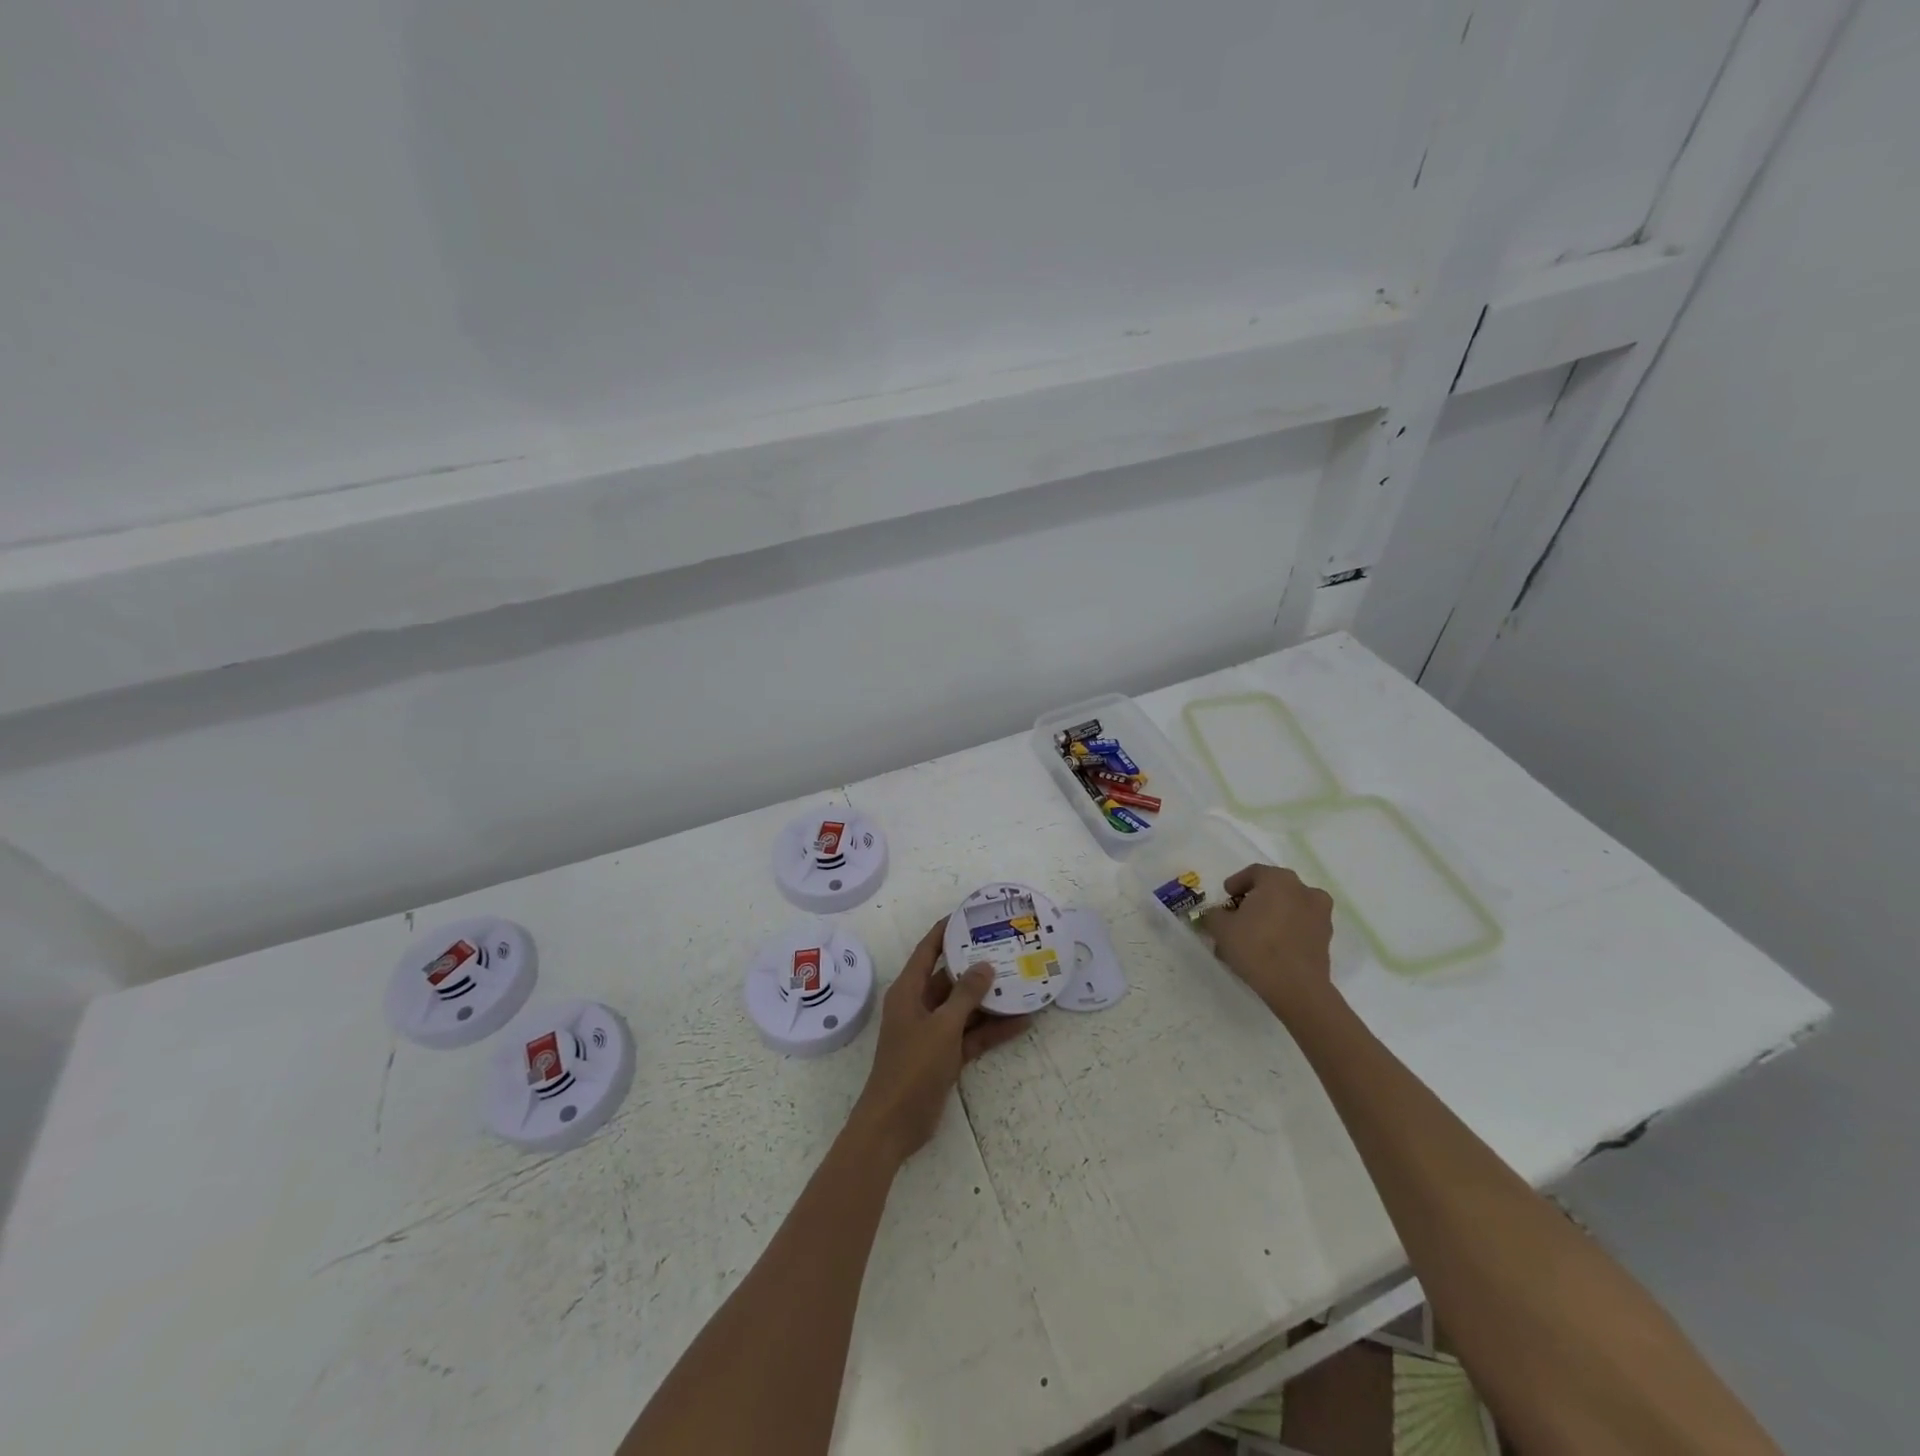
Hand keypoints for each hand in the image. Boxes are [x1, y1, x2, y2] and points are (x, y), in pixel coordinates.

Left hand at [850, 917, 1031, 1162]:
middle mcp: (920, 1006)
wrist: (894, 1125)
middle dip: (977, 965)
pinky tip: (1022, 1022)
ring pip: (965, 1007)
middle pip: (950, 977)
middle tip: (1008, 948)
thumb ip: (965, 996)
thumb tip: (984, 965)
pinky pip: (972, 1035)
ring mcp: (933, 1032)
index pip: (928, 950)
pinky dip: (992, 1030)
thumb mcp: (942, 1027)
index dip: (946, 931)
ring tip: (1023, 982)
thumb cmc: (912, 1067)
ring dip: (990, 1000)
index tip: (970, 915)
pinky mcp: (944, 1056)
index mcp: (909, 991)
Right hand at [1196, 863, 1334, 1014]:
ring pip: (1290, 907)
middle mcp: (1304, 890)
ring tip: (1255, 935)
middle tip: (1238, 915)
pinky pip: (1301, 926)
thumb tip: (1216, 914)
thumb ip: (1214, 914)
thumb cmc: (1256, 947)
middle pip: (1274, 888)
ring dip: (1273, 915)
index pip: (1254, 873)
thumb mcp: (1221, 928)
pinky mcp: (1326, 938)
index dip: (1236, 883)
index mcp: (1279, 880)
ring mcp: (1320, 914)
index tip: (1226, 897)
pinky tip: (1271, 948)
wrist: (1296, 987)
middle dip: (1255, 900)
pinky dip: (1287, 931)